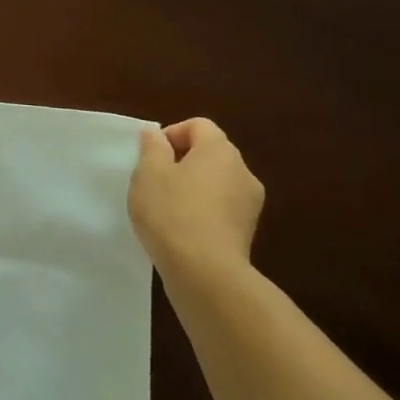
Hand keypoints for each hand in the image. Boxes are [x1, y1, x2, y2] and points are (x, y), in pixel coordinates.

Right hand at [128, 118, 264, 282]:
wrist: (205, 274)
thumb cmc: (172, 213)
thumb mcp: (149, 173)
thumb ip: (152, 148)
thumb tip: (156, 134)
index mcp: (220, 151)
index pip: (198, 126)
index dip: (171, 134)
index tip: (151, 157)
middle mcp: (243, 172)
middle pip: (210, 153)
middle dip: (181, 162)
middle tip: (154, 182)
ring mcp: (250, 205)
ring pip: (216, 183)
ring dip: (193, 188)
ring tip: (166, 209)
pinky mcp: (248, 233)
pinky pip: (221, 209)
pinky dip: (203, 212)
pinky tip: (182, 230)